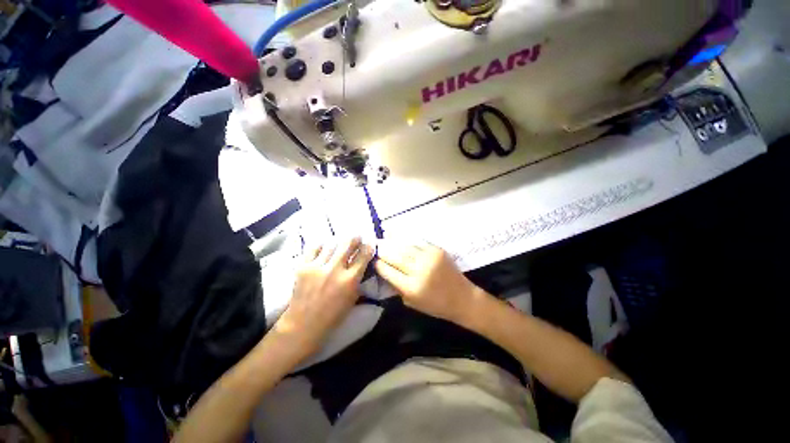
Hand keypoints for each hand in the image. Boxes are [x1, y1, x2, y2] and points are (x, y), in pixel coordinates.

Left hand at [273, 237, 373, 359]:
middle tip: (356, 237)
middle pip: (348, 243)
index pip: (364, 255)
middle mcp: (335, 270)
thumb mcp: (353, 297)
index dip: (369, 246)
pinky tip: (323, 249)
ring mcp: (317, 267)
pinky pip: (314, 248)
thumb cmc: (333, 314)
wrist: (304, 324)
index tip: (370, 242)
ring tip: (339, 245)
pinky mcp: (303, 266)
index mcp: (350, 280)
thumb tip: (362, 262)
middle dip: (355, 238)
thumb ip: (358, 278)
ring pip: (332, 243)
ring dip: (338, 243)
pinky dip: (321, 246)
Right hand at [375, 242, 481, 324]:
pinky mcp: (437, 250)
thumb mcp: (412, 302)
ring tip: (385, 239)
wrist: (462, 298)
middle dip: (383, 251)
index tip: (374, 261)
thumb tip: (385, 271)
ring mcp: (429, 258)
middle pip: (395, 256)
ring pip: (405, 246)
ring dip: (393, 243)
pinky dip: (407, 241)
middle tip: (377, 247)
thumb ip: (397, 287)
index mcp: (411, 287)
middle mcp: (419, 270)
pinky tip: (401, 238)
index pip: (388, 271)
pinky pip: (418, 242)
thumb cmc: (436, 305)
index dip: (379, 264)